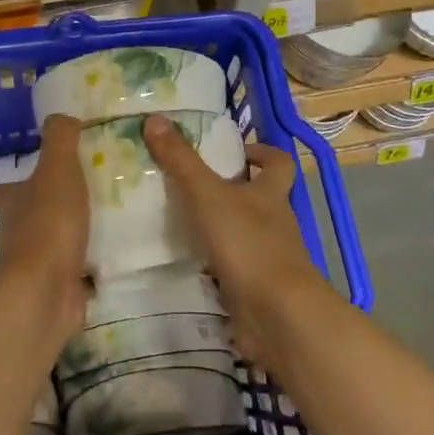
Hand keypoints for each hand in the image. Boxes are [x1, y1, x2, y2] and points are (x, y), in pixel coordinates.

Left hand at [0, 114, 91, 343]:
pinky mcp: (52, 290)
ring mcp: (31, 266)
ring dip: (65, 238)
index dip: (21, 181)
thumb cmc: (49, 223)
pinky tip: (105, 260)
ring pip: (47, 245)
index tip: (45, 175)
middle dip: (45, 209)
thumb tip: (62, 116)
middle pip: (25, 217)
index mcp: (11, 202)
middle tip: (81, 198)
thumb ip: (60, 138)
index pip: (8, 188)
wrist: (46, 291)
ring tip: (100, 224)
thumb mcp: (57, 168)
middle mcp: (14, 234)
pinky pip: (69, 274)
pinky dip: (82, 269)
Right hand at [141, 115, 324, 361]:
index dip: (263, 152)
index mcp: (271, 194)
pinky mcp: (257, 289)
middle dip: (233, 190)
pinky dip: (216, 265)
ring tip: (181, 222)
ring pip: (246, 234)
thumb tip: (154, 118)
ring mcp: (269, 258)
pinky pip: (235, 269)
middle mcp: (276, 223)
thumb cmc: (248, 244)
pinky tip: (189, 264)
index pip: (279, 164)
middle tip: (192, 184)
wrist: (277, 315)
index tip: (237, 150)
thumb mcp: (208, 195)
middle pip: (260, 198)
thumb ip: (181, 161)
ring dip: (221, 228)